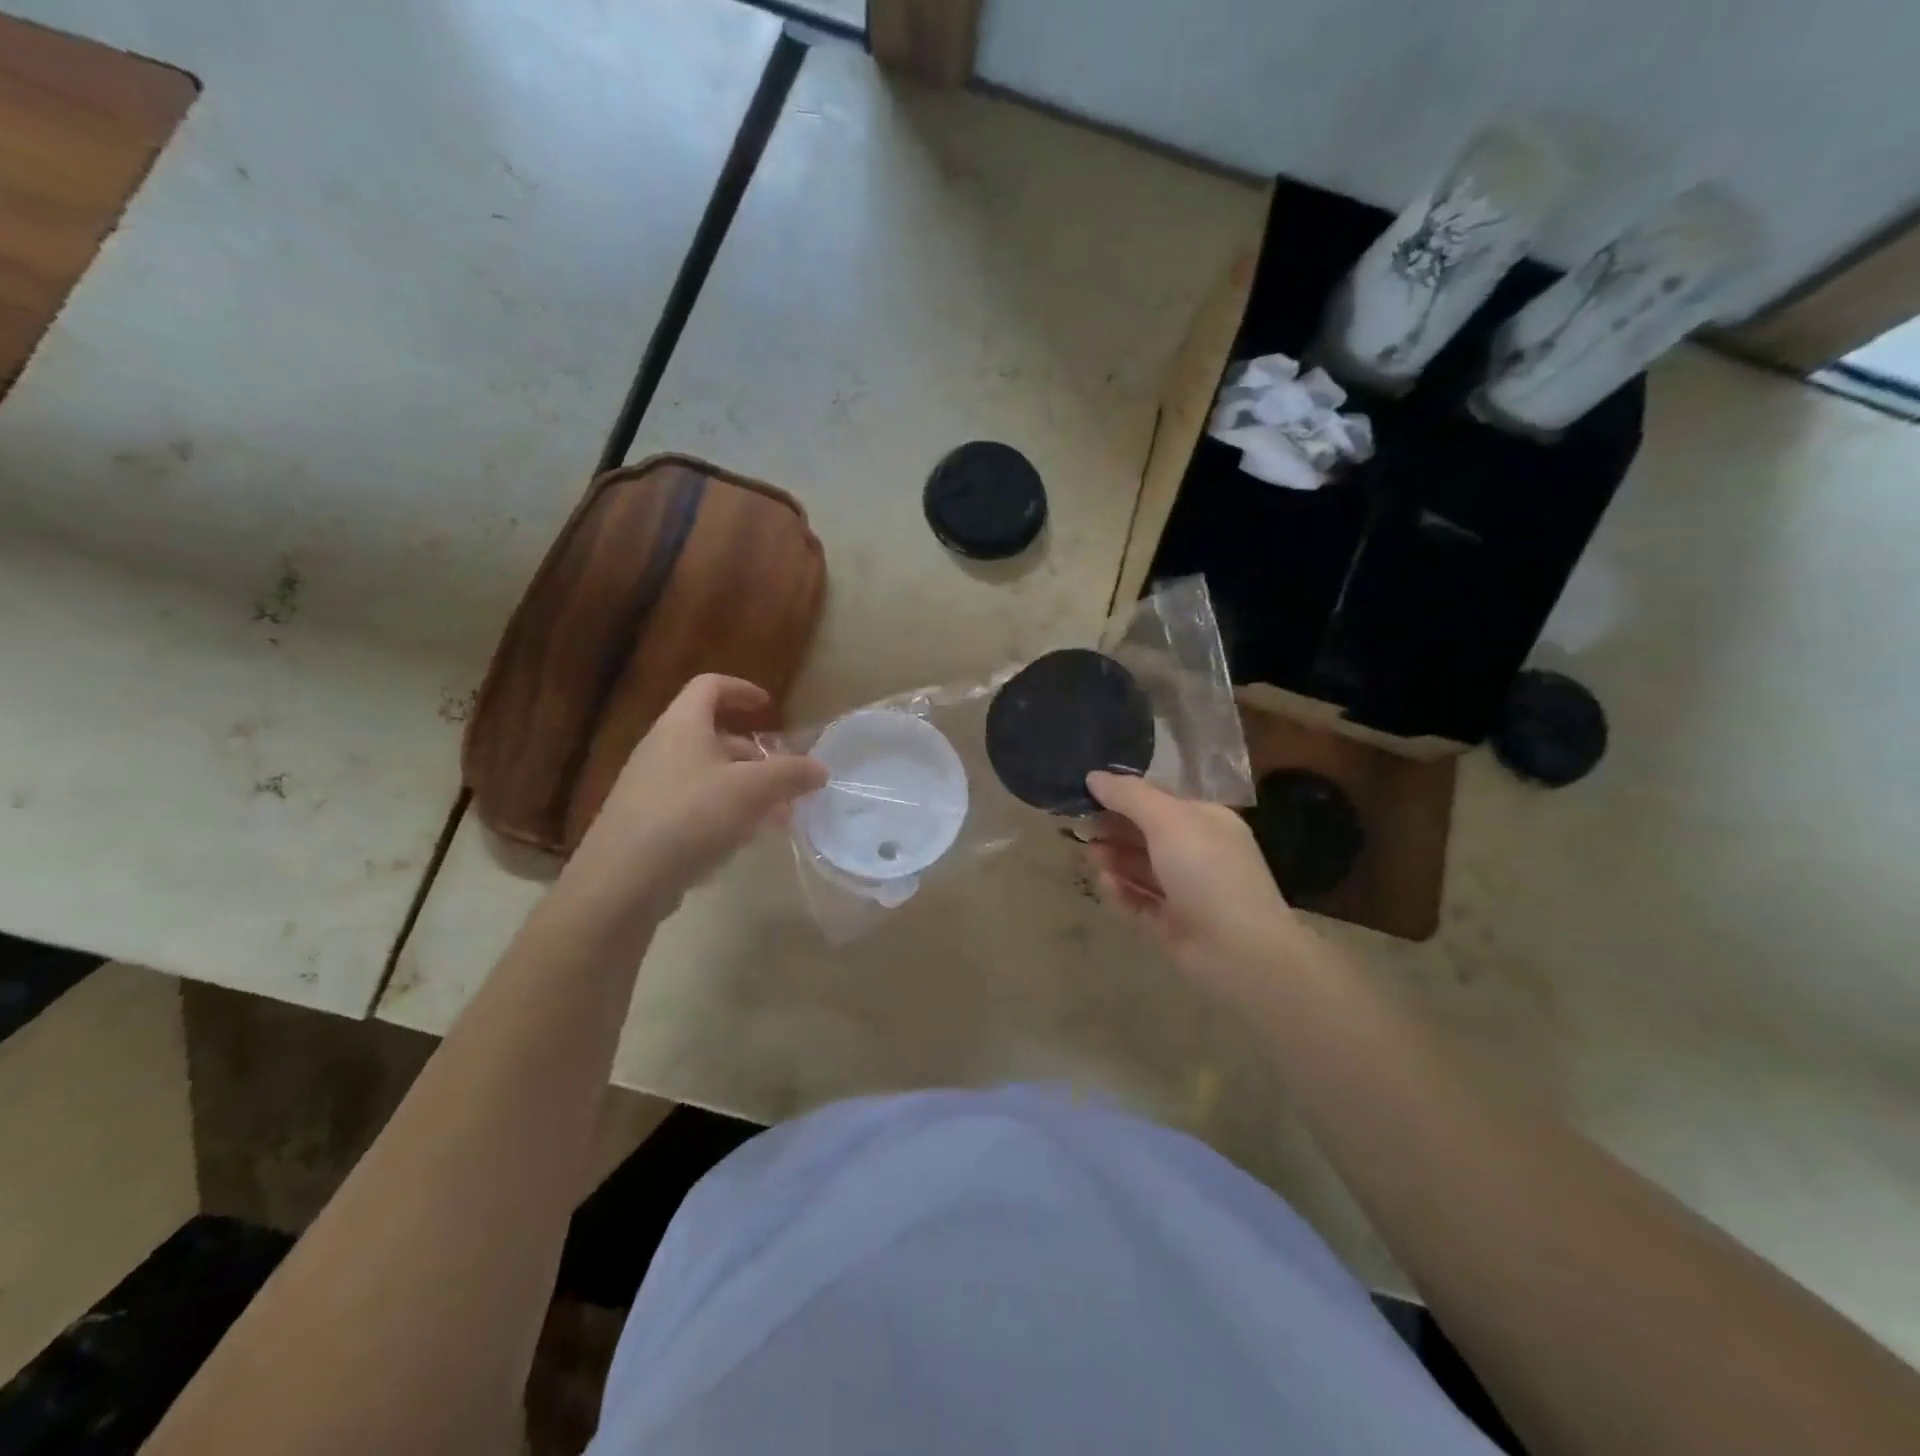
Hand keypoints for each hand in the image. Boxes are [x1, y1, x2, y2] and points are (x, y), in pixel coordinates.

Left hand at [568, 675, 826, 915]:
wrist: (622, 880)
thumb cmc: (690, 817)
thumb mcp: (751, 790)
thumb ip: (790, 774)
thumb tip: (819, 768)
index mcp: (682, 726)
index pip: (709, 687)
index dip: (741, 690)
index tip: (769, 707)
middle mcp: (662, 748)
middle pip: (712, 735)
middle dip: (754, 753)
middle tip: (784, 776)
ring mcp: (650, 786)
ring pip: (706, 774)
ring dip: (744, 787)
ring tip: (775, 814)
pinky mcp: (646, 822)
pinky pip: (693, 804)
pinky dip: (723, 812)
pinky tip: (743, 839)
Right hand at [1084, 770, 1306, 993]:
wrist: (1241, 951)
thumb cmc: (1207, 872)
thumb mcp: (1168, 821)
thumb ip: (1129, 796)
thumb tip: (1094, 776)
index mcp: (1205, 821)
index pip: (1159, 800)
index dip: (1123, 796)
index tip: (1087, 795)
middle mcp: (1197, 852)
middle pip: (1146, 834)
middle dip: (1114, 829)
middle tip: (1080, 828)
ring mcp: (1186, 891)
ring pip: (1140, 868)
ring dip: (1114, 859)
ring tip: (1090, 856)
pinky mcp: (1173, 924)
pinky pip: (1140, 902)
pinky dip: (1122, 892)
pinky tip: (1106, 885)